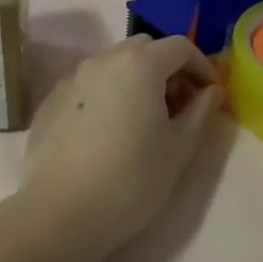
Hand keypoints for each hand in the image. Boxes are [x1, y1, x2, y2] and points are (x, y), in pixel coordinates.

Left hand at [22, 35, 222, 261]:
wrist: (58, 214)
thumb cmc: (130, 180)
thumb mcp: (179, 149)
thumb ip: (201, 111)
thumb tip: (211, 91)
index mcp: (140, 64)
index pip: (180, 47)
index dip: (202, 67)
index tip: (210, 95)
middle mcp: (104, 59)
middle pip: (145, 48)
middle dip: (168, 68)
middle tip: (179, 105)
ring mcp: (73, 78)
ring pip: (115, 64)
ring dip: (137, 80)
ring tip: (144, 119)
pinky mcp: (51, 100)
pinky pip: (90, 85)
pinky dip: (108, 95)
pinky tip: (109, 132)